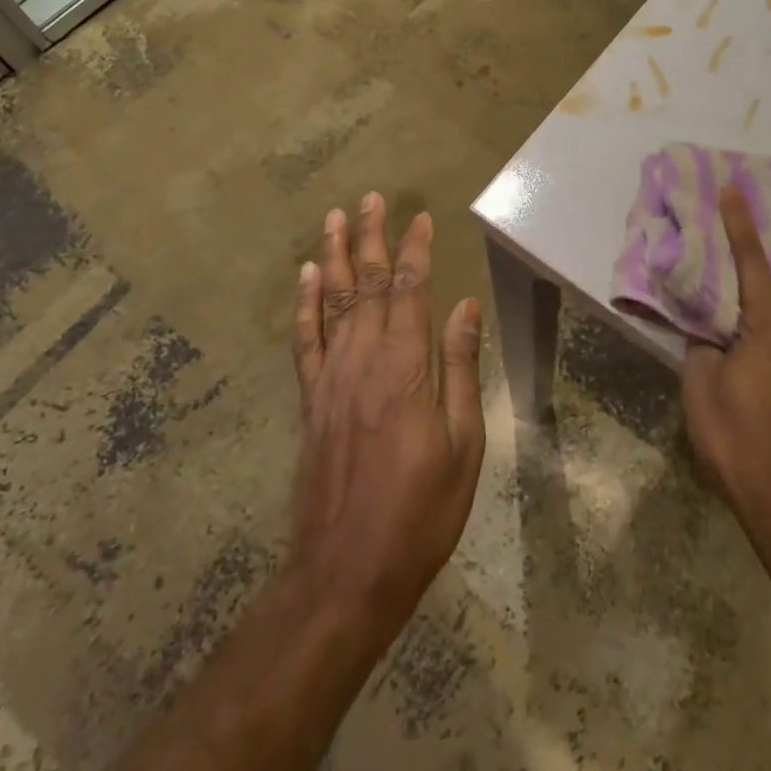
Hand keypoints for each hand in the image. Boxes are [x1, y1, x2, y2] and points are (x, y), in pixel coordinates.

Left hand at [289, 193, 484, 633]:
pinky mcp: (310, 402)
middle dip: (370, 238)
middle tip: (371, 198)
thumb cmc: (421, 512)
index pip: (410, 291)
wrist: (346, 573)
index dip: (414, 251)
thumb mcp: (464, 445)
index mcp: (406, 369)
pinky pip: (304, 340)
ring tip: (335, 217)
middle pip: (365, 285)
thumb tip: (467, 307)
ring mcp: (330, 379)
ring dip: (333, 256)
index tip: (421, 217)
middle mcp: (363, 361)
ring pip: (330, 301)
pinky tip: (305, 277)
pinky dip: (303, 304)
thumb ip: (461, 369)